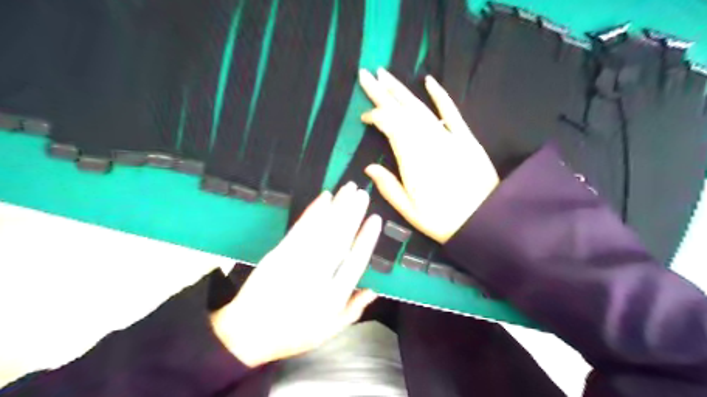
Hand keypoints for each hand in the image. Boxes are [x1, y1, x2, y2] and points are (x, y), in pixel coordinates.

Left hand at [211, 184, 380, 367]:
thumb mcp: (328, 331)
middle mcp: (316, 277)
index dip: (366, 240)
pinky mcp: (279, 252)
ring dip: (336, 207)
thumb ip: (353, 309)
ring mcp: (295, 262)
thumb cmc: (293, 332)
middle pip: (339, 240)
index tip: (375, 219)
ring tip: (348, 189)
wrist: (247, 332)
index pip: (355, 262)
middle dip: (352, 214)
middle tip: (363, 194)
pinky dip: (313, 211)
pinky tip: (324, 198)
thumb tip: (374, 288)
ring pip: (321, 230)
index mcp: (332, 298)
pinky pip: (300, 229)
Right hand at [360, 67, 495, 242]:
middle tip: (366, 74)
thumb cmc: (442, 220)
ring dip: (401, 90)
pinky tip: (429, 80)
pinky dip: (440, 95)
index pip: (389, 125)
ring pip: (420, 107)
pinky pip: (451, 111)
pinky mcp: (466, 137)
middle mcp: (427, 141)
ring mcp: (448, 137)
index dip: (375, 116)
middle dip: (382, 91)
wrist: (486, 220)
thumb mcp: (409, 211)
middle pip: (401, 110)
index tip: (364, 117)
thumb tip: (368, 167)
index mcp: (411, 158)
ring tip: (385, 74)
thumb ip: (388, 186)